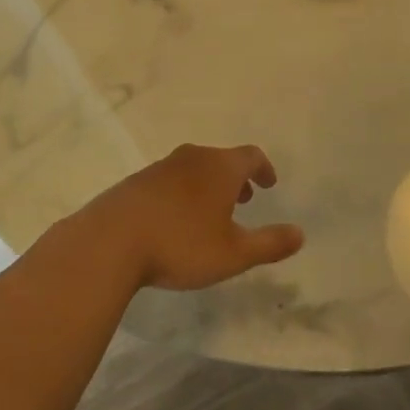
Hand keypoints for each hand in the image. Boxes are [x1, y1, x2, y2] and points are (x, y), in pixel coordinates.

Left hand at [71, 143, 304, 291]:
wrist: (109, 242)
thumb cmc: (181, 244)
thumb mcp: (234, 253)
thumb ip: (270, 243)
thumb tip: (300, 234)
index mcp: (220, 167)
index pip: (251, 156)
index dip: (263, 169)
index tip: (268, 183)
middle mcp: (192, 158)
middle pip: (221, 159)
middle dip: (235, 178)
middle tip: (243, 199)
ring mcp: (160, 168)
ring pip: (193, 169)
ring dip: (207, 186)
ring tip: (209, 213)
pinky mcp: (135, 183)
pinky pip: (168, 181)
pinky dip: (181, 193)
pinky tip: (173, 221)